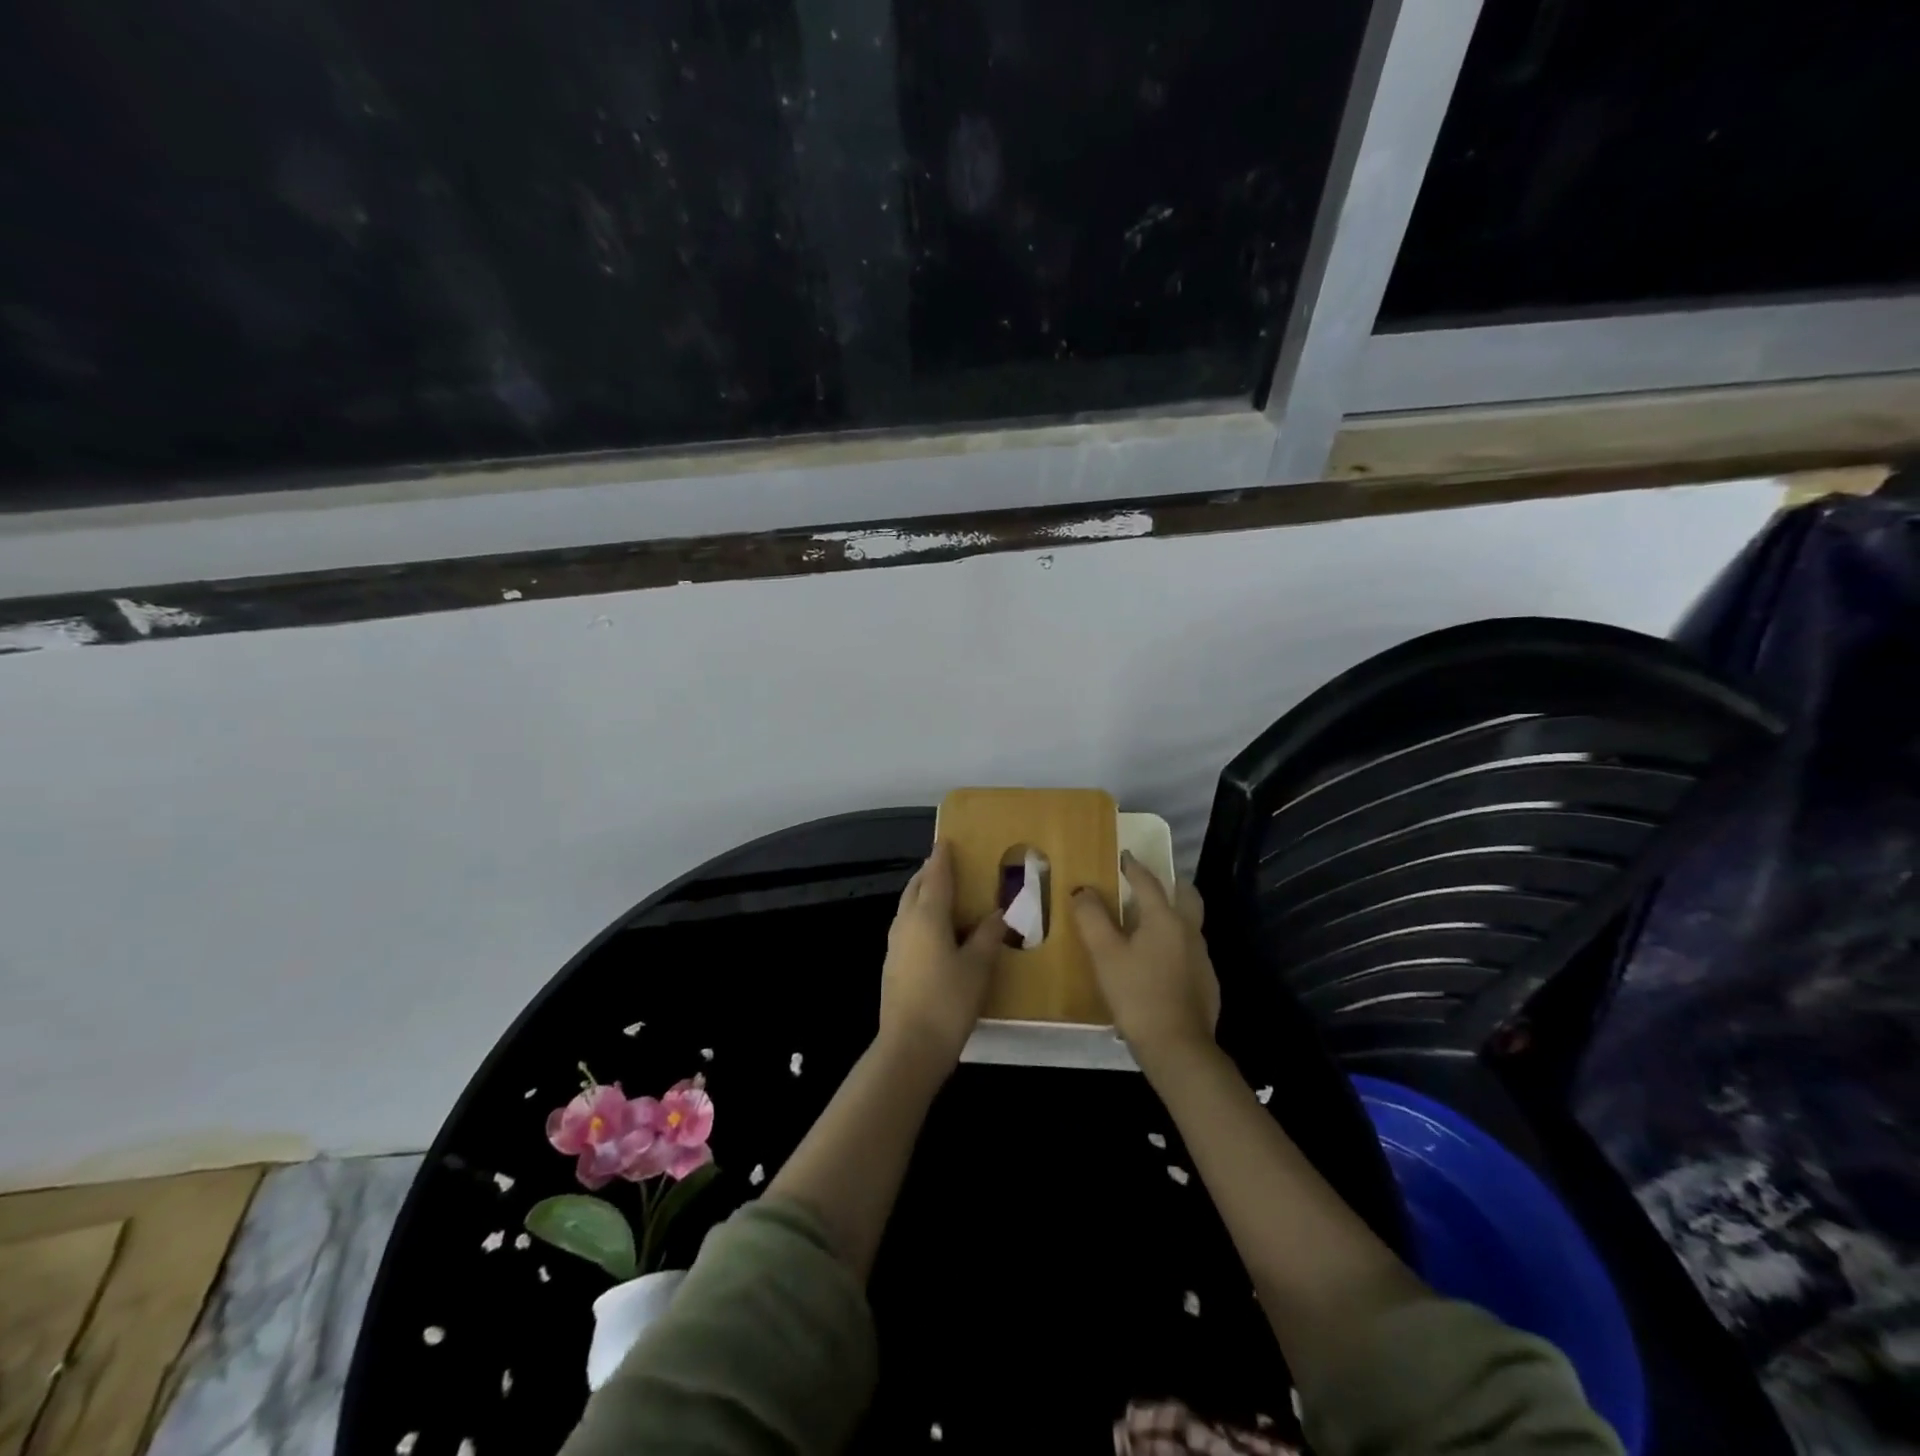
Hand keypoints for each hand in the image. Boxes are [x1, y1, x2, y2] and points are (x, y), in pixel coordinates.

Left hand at [878, 841, 1004, 1070]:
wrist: (910, 1046)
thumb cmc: (948, 1000)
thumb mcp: (978, 966)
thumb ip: (988, 936)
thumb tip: (999, 914)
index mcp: (927, 915)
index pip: (936, 876)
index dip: (942, 857)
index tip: (947, 841)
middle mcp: (906, 922)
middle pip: (916, 887)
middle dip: (930, 873)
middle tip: (948, 865)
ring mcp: (895, 944)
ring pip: (907, 906)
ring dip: (922, 894)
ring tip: (942, 893)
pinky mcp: (893, 964)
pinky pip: (906, 925)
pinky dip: (919, 915)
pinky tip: (934, 930)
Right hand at [1071, 857, 1219, 1069]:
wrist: (1178, 1047)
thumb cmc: (1137, 995)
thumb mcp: (1105, 955)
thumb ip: (1092, 918)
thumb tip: (1083, 890)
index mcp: (1164, 918)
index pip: (1148, 882)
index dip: (1133, 867)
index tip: (1123, 856)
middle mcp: (1188, 930)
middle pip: (1185, 894)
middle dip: (1170, 883)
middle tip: (1149, 883)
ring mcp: (1201, 956)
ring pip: (1189, 922)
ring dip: (1172, 913)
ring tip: (1148, 922)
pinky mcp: (1206, 981)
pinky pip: (1189, 949)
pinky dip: (1175, 943)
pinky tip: (1158, 961)